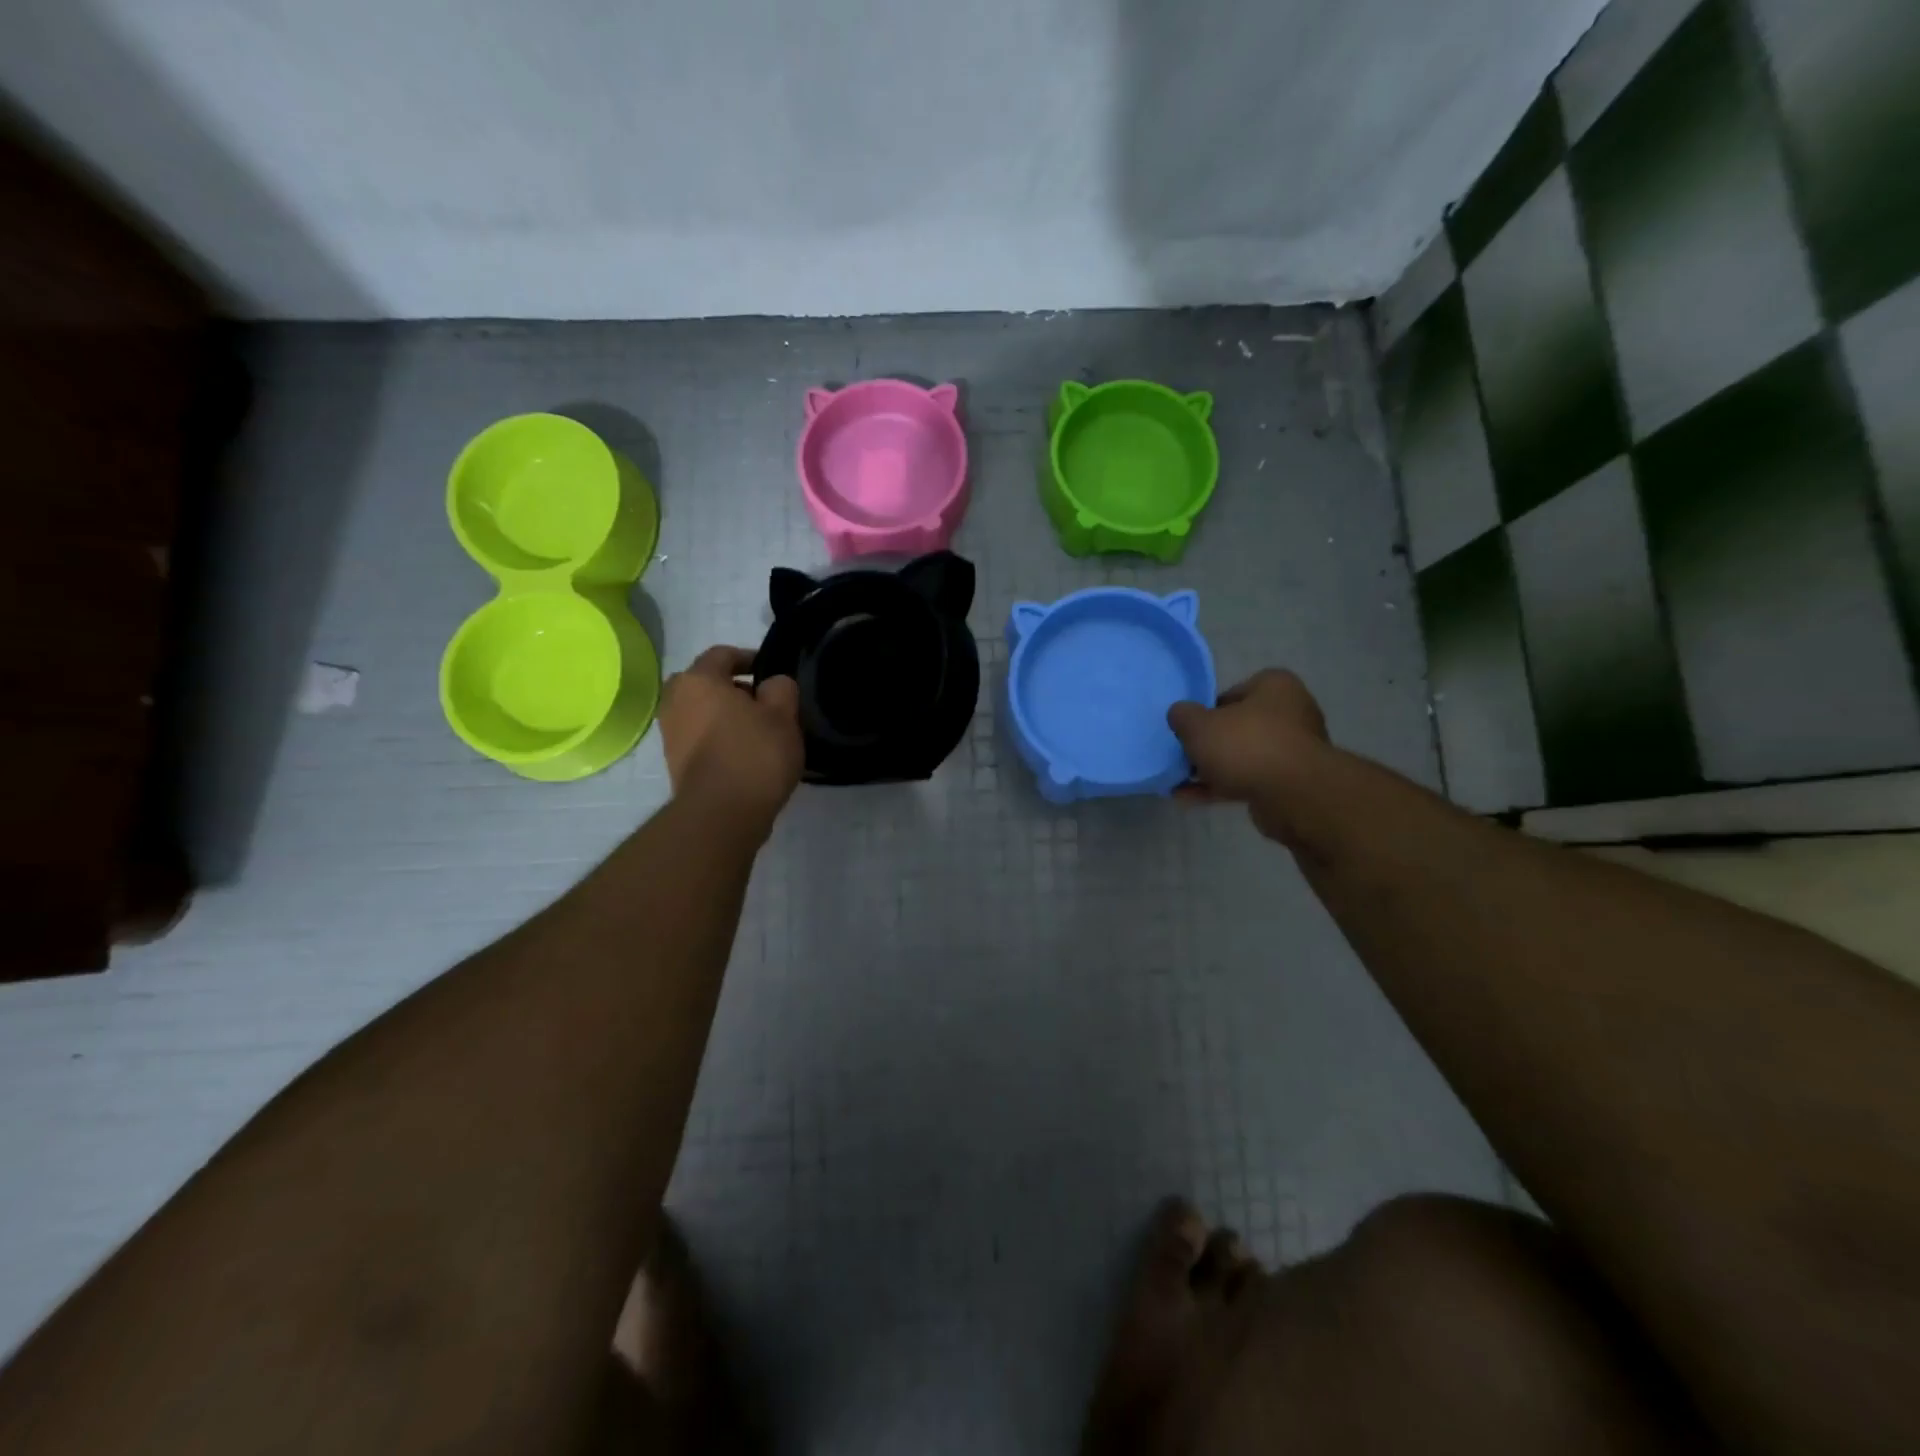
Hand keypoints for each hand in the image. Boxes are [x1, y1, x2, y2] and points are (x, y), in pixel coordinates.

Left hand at [660, 647, 802, 832]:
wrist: (721, 815)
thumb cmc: (753, 754)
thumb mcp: (783, 715)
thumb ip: (781, 688)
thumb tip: (772, 685)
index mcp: (698, 680)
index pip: (723, 654)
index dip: (750, 658)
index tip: (771, 672)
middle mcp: (675, 701)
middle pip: (705, 683)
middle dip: (732, 688)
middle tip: (762, 702)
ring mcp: (670, 734)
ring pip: (701, 711)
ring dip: (724, 715)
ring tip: (757, 732)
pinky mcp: (674, 763)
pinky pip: (699, 737)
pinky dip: (718, 738)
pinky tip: (743, 754)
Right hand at [1167, 669, 1329, 843]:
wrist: (1294, 795)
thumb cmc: (1247, 745)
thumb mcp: (1199, 725)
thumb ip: (1183, 716)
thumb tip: (1180, 715)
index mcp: (1275, 686)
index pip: (1233, 692)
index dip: (1207, 710)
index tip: (1190, 728)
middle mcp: (1291, 713)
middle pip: (1238, 726)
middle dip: (1210, 743)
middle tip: (1185, 755)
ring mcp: (1293, 750)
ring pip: (1243, 756)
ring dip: (1212, 769)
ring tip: (1179, 783)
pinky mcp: (1290, 782)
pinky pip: (1249, 780)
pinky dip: (1222, 788)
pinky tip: (1190, 799)